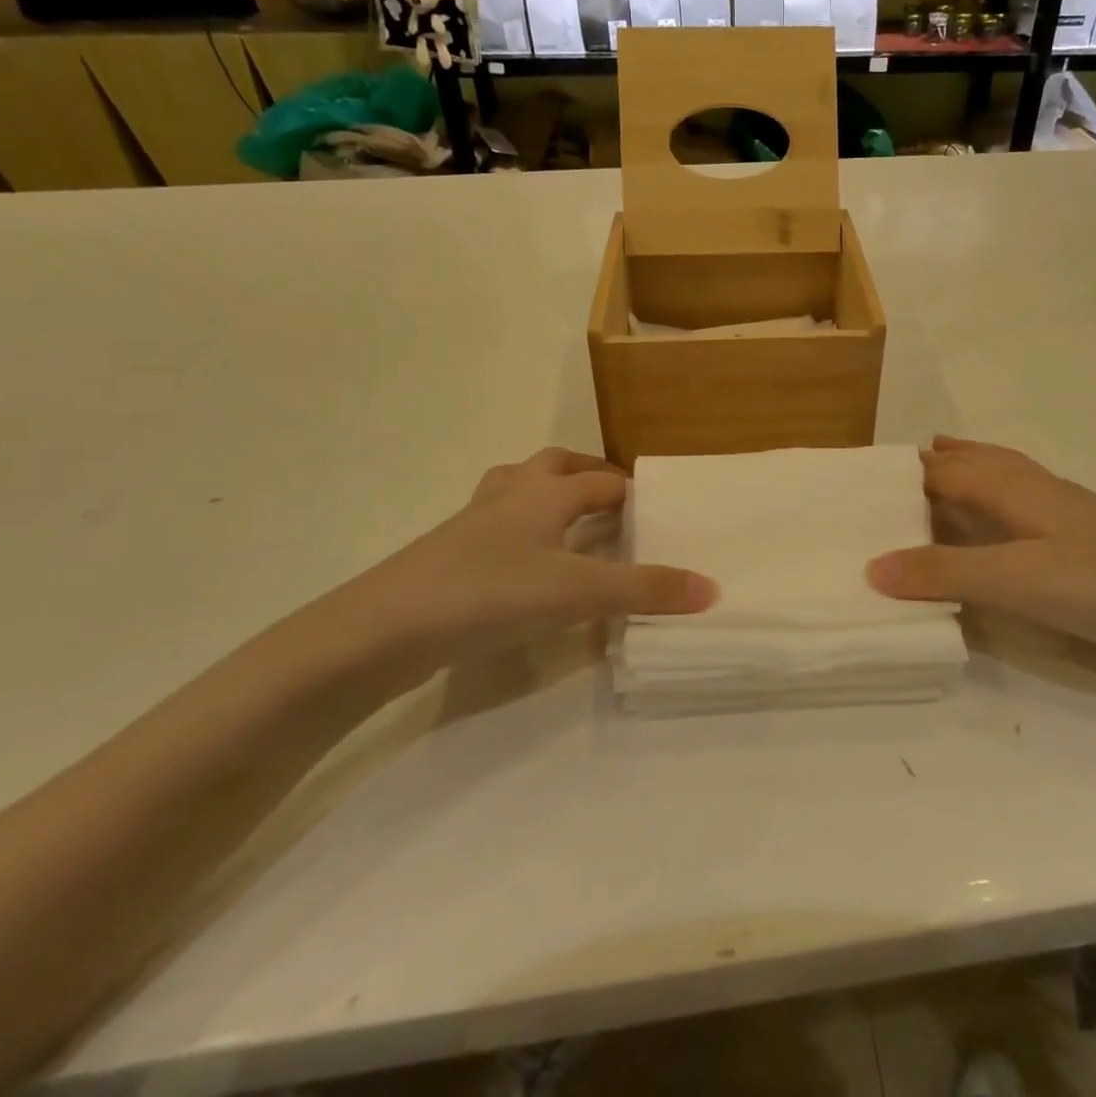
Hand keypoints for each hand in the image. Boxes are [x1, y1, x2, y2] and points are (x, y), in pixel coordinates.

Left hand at [319, 448, 715, 690]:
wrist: (382, 629)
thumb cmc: (488, 593)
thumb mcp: (576, 592)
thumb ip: (644, 590)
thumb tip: (713, 588)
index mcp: (543, 493)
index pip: (600, 480)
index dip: (631, 488)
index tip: (659, 504)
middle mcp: (509, 496)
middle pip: (553, 466)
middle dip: (587, 475)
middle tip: (615, 499)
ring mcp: (473, 523)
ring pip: (517, 489)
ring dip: (547, 494)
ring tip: (571, 521)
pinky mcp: (449, 554)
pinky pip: (495, 526)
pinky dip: (520, 531)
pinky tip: (526, 565)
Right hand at [866, 437, 1095, 661]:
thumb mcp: (1015, 581)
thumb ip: (945, 573)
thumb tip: (871, 567)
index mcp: (1013, 487)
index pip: (943, 469)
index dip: (903, 474)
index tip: (862, 484)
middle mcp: (1034, 487)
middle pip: (973, 461)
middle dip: (932, 464)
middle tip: (892, 476)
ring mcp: (1063, 508)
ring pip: (1001, 475)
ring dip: (965, 471)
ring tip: (938, 472)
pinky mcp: (1082, 533)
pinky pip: (1020, 499)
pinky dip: (992, 496)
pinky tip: (999, 518)